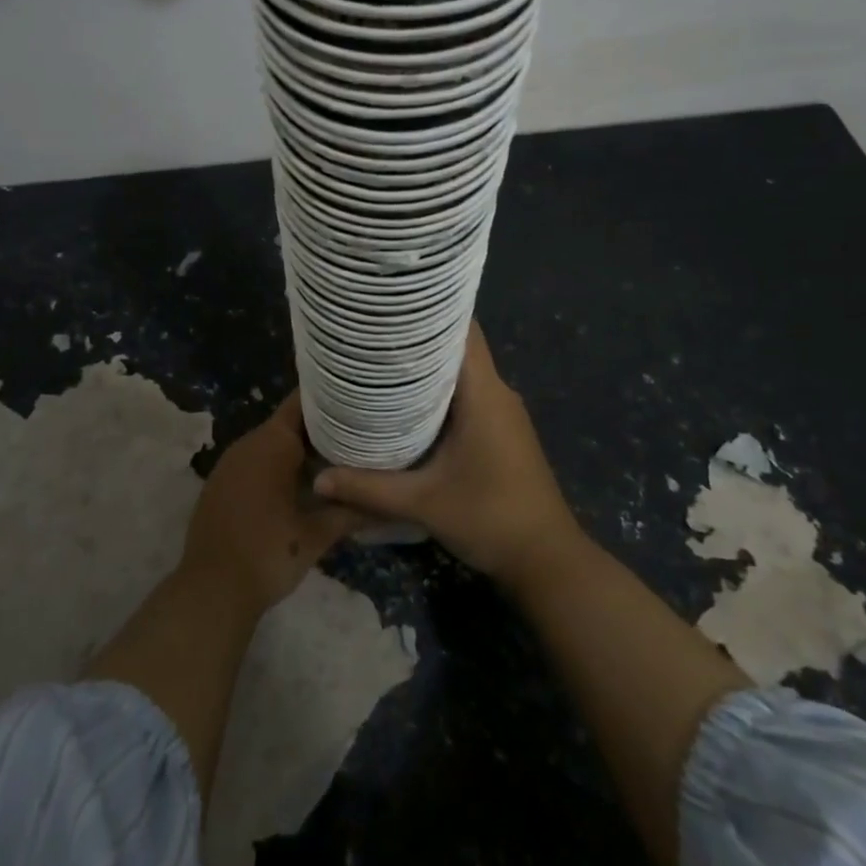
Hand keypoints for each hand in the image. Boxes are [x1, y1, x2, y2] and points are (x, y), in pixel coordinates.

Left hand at [180, 390, 367, 616]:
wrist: (211, 590)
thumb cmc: (269, 553)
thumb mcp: (317, 534)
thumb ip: (351, 510)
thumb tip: (384, 502)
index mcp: (273, 443)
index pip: (303, 402)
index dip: (329, 398)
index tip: (356, 400)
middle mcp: (249, 443)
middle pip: (289, 421)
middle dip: (321, 426)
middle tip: (356, 433)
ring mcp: (231, 462)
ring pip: (272, 442)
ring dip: (299, 448)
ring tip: (336, 456)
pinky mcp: (221, 483)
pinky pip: (256, 460)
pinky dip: (278, 464)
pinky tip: (301, 483)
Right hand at [312, 323, 585, 587]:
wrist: (547, 561)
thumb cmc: (490, 518)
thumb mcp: (424, 503)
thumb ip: (369, 488)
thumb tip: (318, 478)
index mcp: (484, 392)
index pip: (462, 330)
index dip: (429, 311)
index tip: (390, 305)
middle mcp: (496, 392)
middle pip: (457, 348)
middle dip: (416, 338)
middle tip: (370, 334)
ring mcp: (502, 413)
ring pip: (461, 373)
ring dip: (426, 367)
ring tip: (379, 362)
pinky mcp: (501, 432)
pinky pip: (467, 395)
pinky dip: (438, 392)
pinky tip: (405, 404)